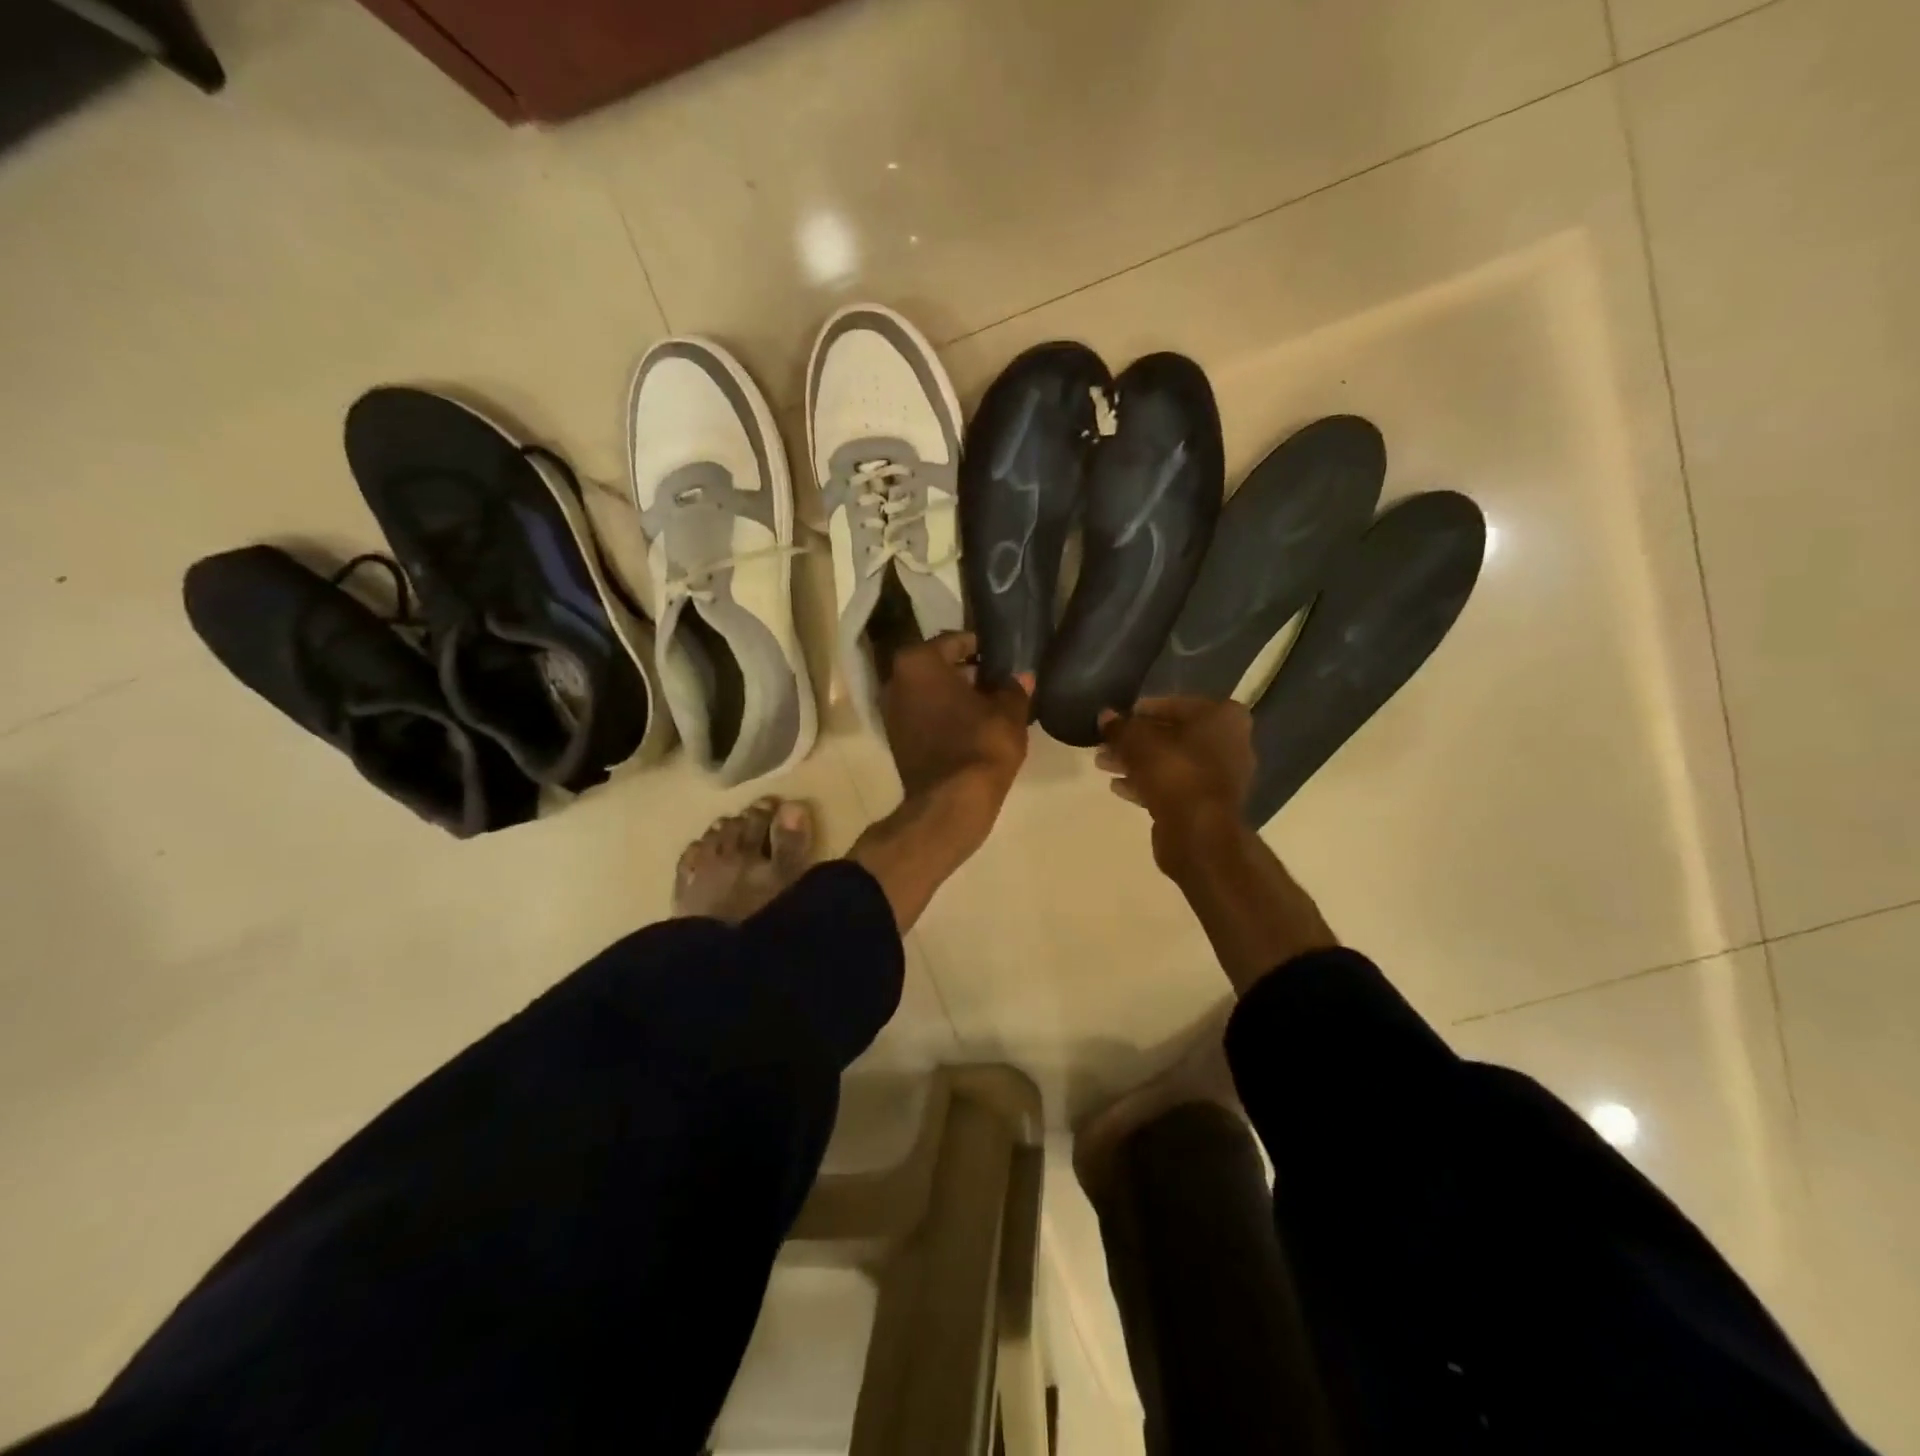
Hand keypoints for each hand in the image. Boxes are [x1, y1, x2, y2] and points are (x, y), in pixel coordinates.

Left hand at [881, 632, 1032, 848]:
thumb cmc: (980, 744)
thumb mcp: (1009, 711)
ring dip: (954, 695)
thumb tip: (1021, 677)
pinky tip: (970, 726)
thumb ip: (1014, 688)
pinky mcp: (895, 739)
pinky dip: (943, 715)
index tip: (1000, 656)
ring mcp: (890, 712)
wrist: (951, 802)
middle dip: (965, 671)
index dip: (980, 646)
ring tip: (988, 704)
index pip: (954, 641)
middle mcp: (895, 680)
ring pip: (928, 692)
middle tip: (996, 680)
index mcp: (918, 662)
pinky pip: (923, 715)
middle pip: (937, 666)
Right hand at [1096, 697, 1255, 871]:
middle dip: (1136, 741)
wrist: (1199, 831)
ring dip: (1138, 763)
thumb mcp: (1137, 742)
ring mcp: (1222, 776)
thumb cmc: (1174, 772)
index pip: (1176, 705)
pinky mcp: (1209, 804)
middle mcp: (1230, 742)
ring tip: (1104, 765)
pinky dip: (1149, 784)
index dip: (1142, 712)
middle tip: (1106, 745)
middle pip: (1173, 736)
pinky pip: (1175, 786)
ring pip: (1172, 763)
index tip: (1118, 720)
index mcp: (1223, 717)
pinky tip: (1119, 787)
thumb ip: (1120, 727)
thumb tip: (1105, 717)